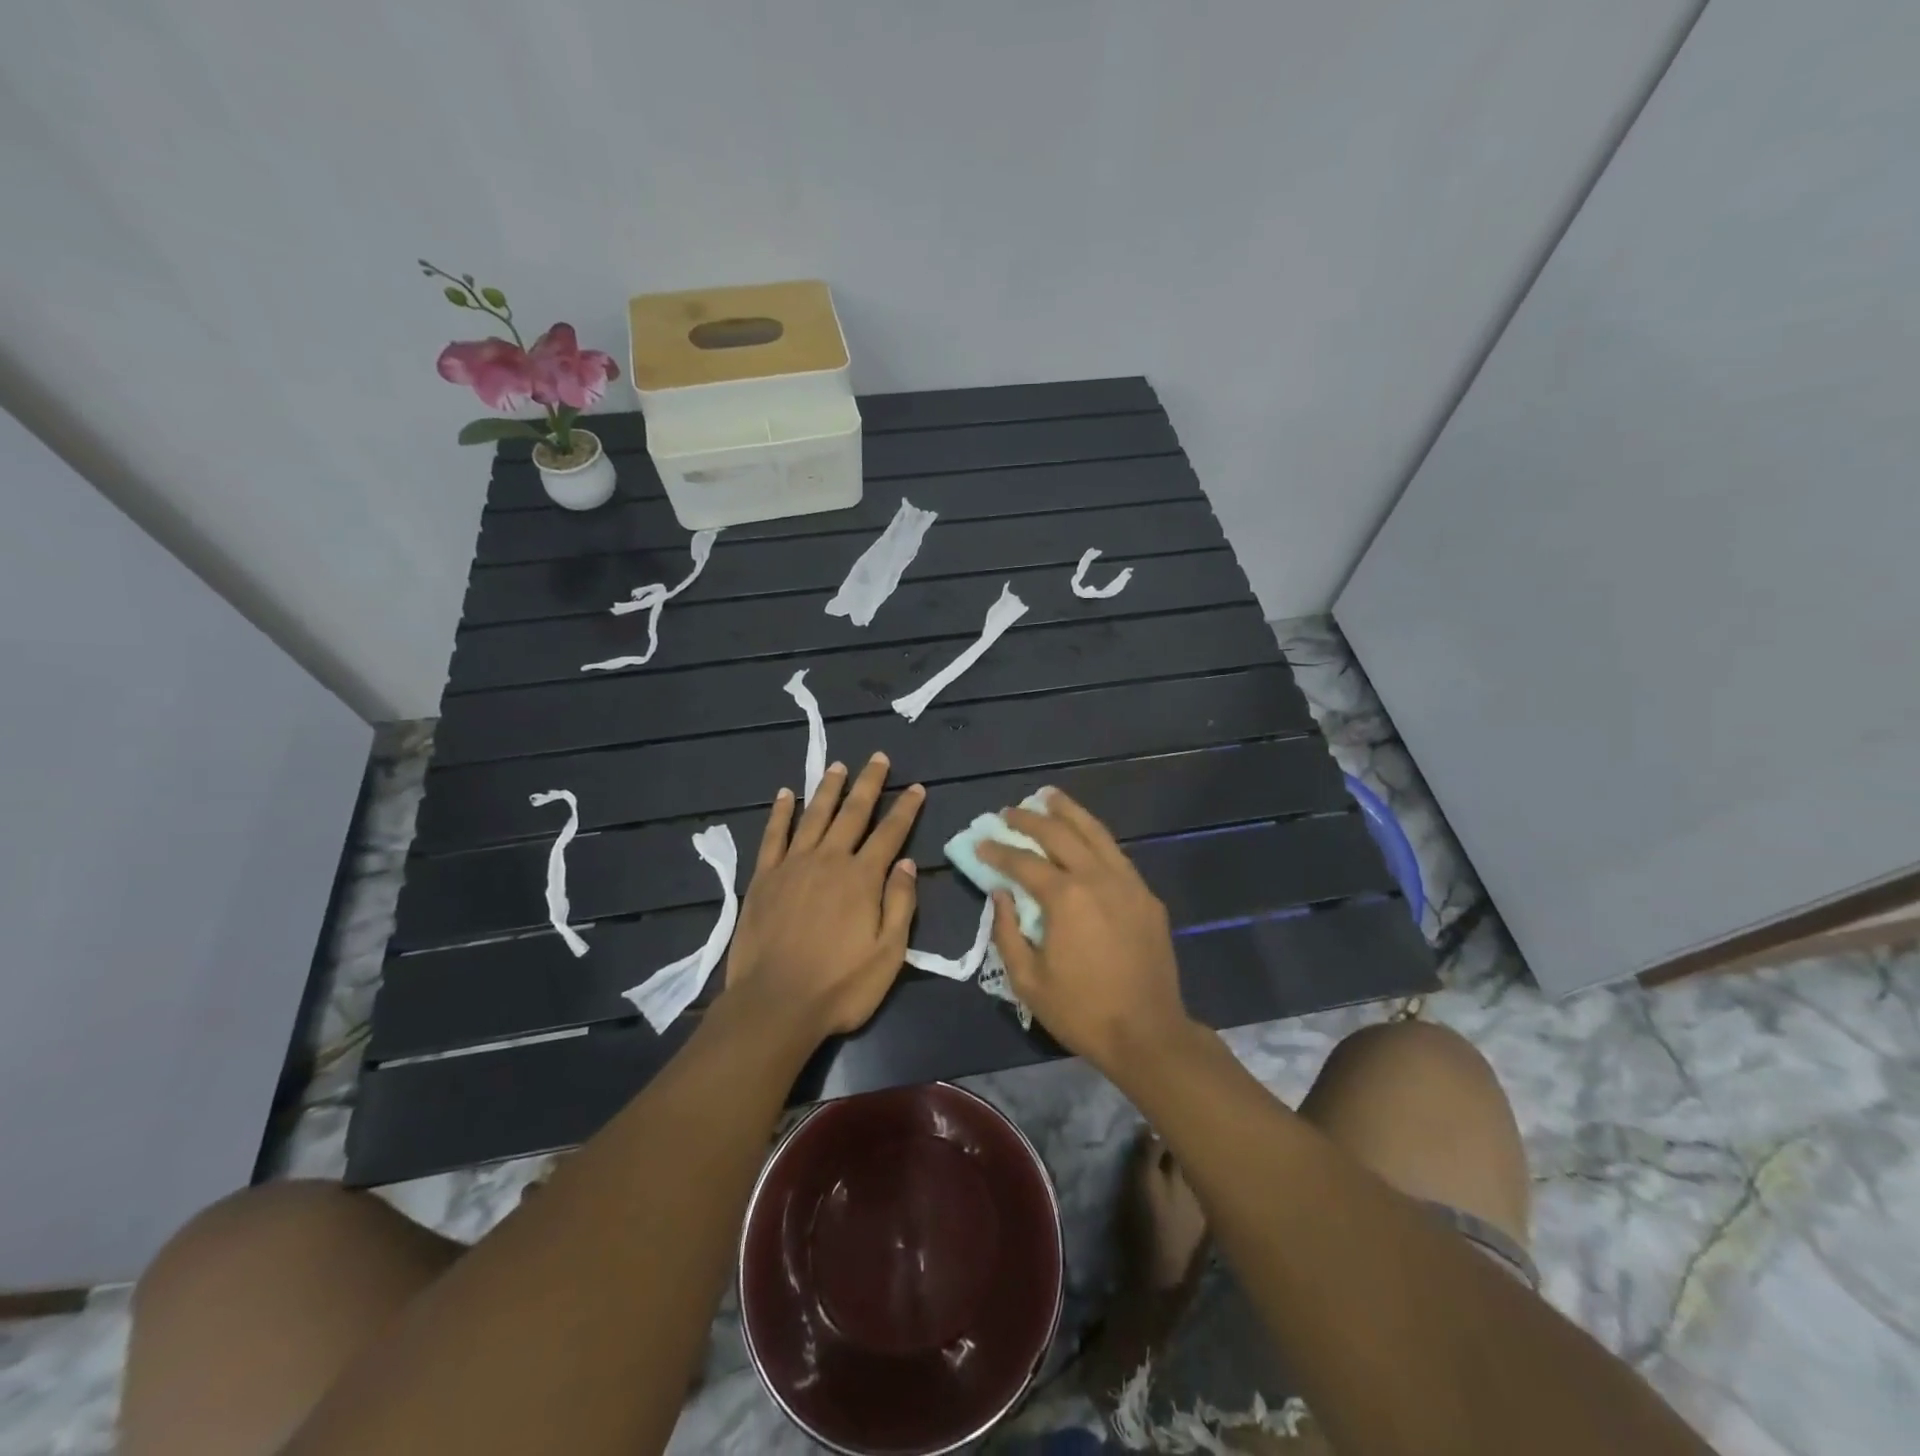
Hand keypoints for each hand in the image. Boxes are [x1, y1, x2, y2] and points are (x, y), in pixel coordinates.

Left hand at [723, 753, 924, 1040]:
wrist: (774, 1005)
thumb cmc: (840, 986)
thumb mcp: (888, 953)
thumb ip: (900, 904)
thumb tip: (906, 862)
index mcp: (862, 878)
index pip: (890, 833)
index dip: (905, 808)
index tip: (916, 787)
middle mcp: (829, 860)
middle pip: (853, 813)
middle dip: (869, 783)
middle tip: (878, 758)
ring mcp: (792, 866)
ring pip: (814, 816)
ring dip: (828, 789)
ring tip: (838, 766)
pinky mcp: (763, 878)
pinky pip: (773, 836)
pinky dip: (781, 813)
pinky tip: (787, 795)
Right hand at [977, 789, 1192, 1072]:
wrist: (1148, 1033)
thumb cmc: (1081, 1011)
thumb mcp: (1027, 980)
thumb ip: (1007, 931)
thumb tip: (1000, 895)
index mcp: (1066, 897)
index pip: (1024, 862)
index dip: (998, 850)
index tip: (981, 841)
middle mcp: (1098, 878)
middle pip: (1060, 834)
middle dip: (1030, 819)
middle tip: (1009, 811)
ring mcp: (1128, 883)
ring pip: (1095, 833)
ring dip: (1069, 812)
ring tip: (1049, 797)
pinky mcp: (1146, 896)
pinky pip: (1116, 854)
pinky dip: (1095, 838)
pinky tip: (1085, 836)